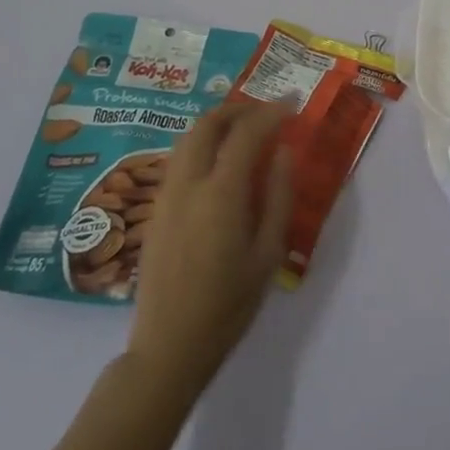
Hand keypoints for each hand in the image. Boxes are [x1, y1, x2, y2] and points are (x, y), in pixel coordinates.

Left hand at [126, 101, 293, 394]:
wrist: (169, 346)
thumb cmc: (229, 304)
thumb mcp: (269, 253)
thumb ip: (278, 197)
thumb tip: (284, 153)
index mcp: (220, 194)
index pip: (246, 133)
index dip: (271, 112)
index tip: (293, 104)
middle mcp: (187, 184)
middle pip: (207, 124)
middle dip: (238, 109)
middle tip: (266, 112)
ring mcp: (165, 196)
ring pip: (187, 139)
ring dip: (217, 124)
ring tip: (246, 132)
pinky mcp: (155, 211)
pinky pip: (179, 160)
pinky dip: (202, 146)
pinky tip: (221, 164)